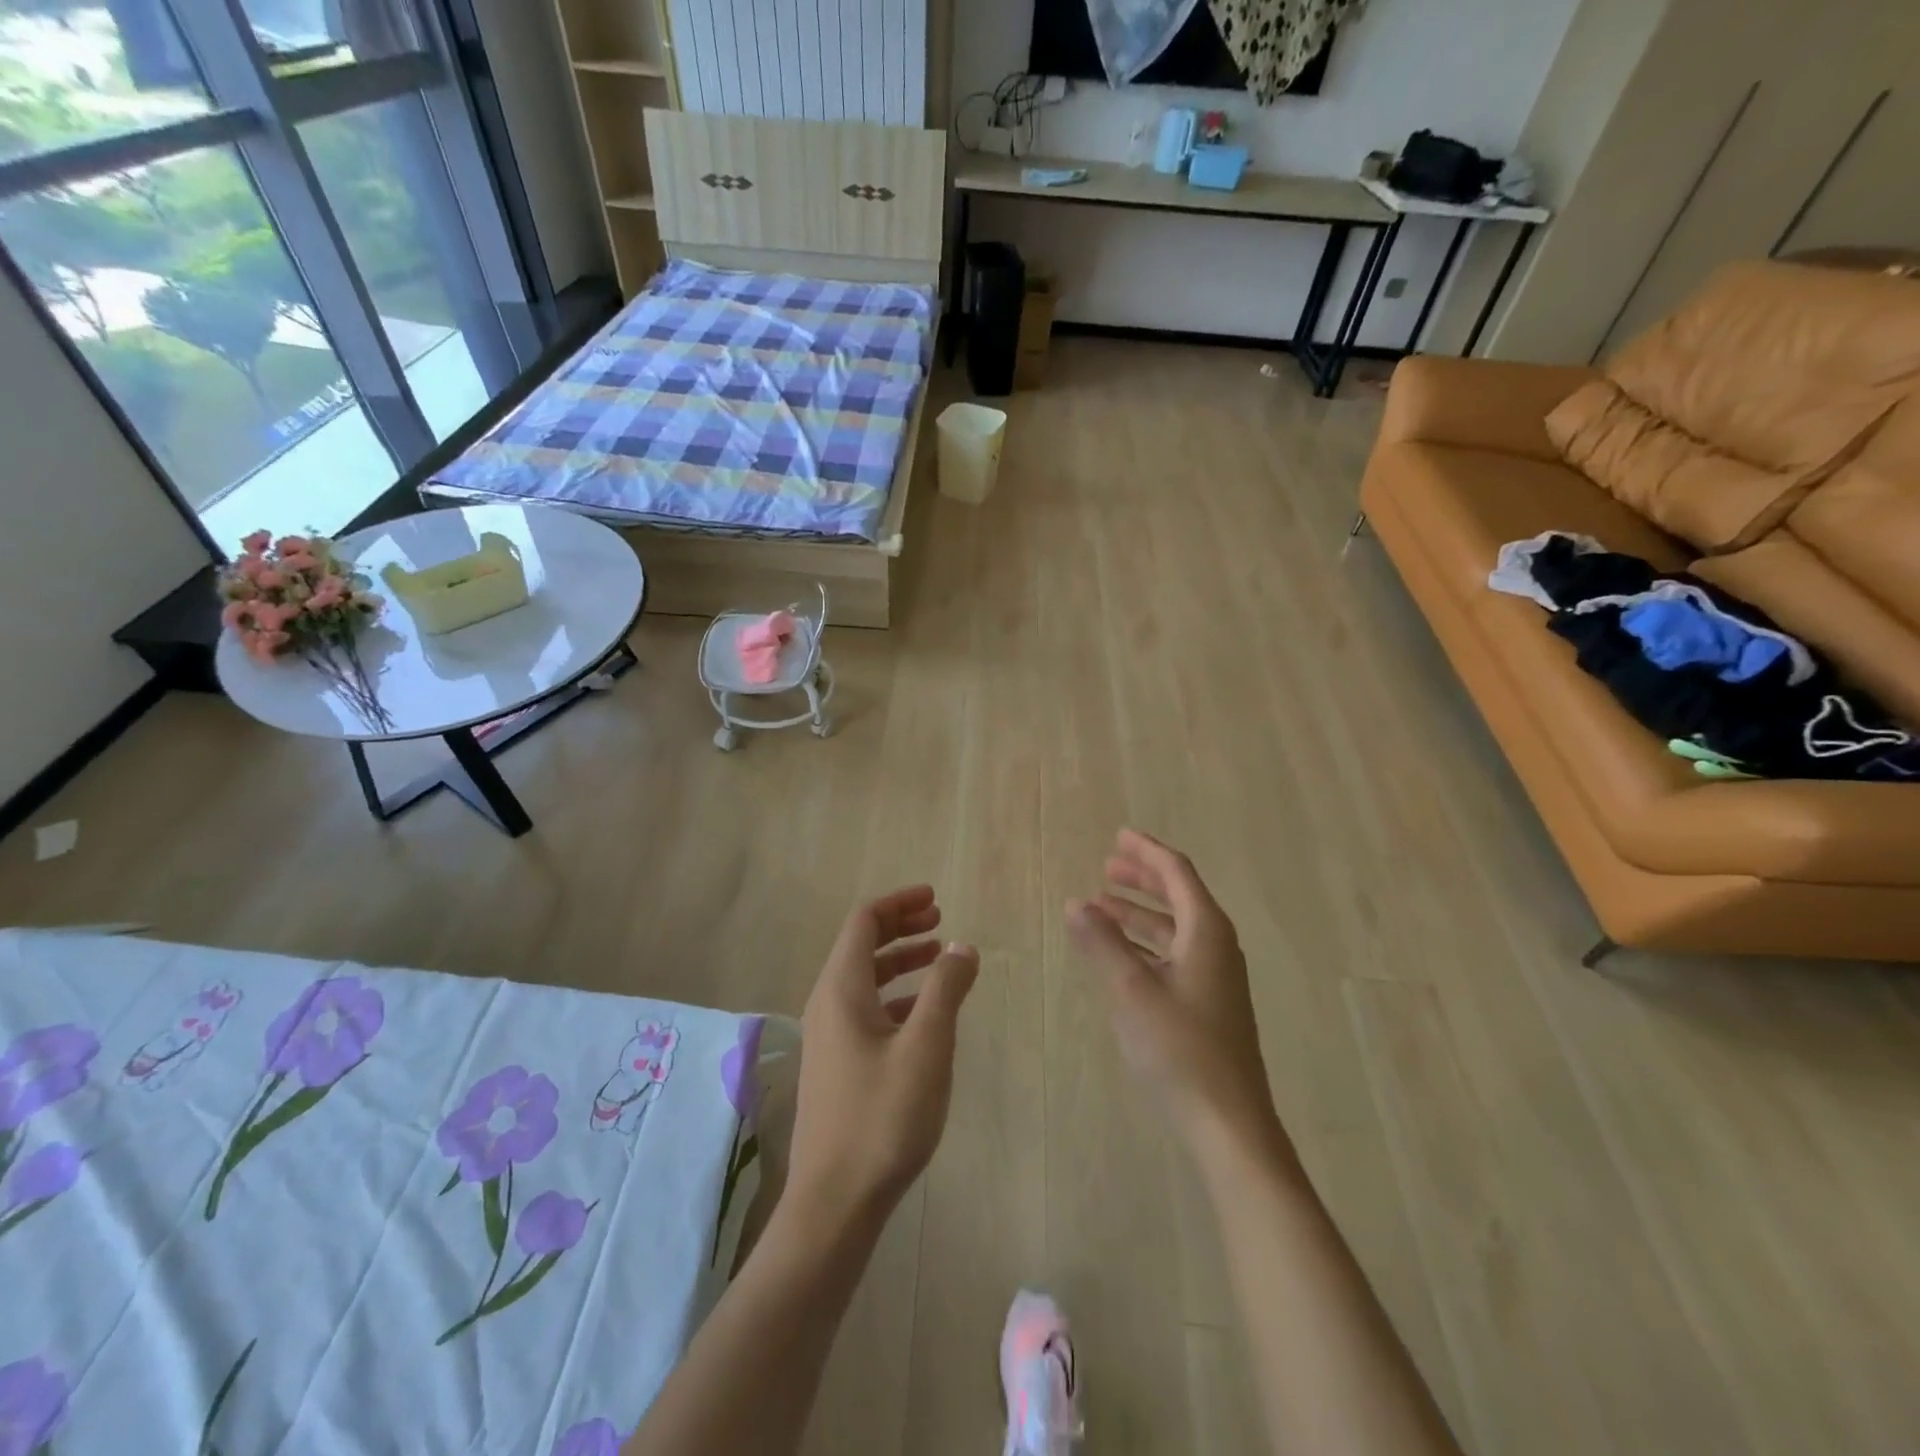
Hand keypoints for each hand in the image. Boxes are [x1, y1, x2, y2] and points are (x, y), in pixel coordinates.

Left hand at [787, 886, 979, 1231]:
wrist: (835, 1202)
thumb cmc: (882, 1117)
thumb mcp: (927, 1046)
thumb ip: (945, 989)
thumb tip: (961, 946)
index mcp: (841, 989)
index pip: (864, 922)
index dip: (899, 903)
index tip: (935, 899)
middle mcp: (828, 1004)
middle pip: (861, 945)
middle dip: (901, 927)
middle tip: (941, 921)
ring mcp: (829, 1036)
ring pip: (865, 979)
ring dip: (901, 961)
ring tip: (939, 958)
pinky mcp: (837, 1065)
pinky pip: (867, 1009)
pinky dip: (897, 996)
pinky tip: (925, 1013)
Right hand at [1067, 830, 1282, 1154]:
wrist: (1228, 1123)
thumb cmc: (1179, 1048)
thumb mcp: (1131, 990)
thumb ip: (1101, 943)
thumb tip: (1075, 904)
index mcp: (1207, 932)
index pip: (1176, 873)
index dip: (1146, 852)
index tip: (1118, 836)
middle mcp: (1216, 946)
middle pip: (1179, 896)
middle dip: (1142, 879)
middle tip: (1106, 867)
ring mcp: (1215, 977)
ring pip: (1174, 928)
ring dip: (1139, 913)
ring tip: (1100, 906)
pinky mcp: (1207, 1004)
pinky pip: (1173, 955)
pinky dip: (1144, 944)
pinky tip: (1119, 955)